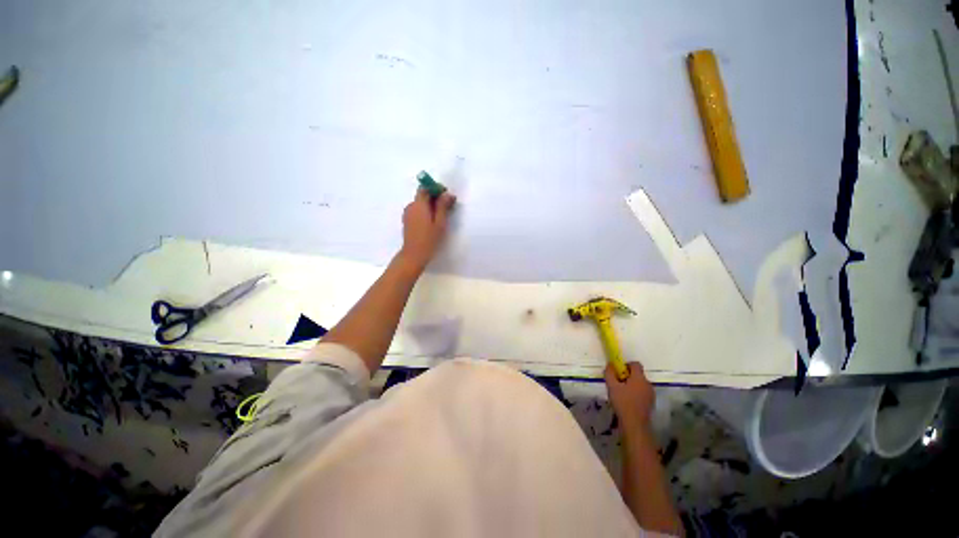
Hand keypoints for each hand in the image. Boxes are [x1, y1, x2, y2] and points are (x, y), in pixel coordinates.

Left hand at [399, 188, 455, 271]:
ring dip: (430, 205)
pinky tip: (432, 221)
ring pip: (420, 203)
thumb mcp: (440, 222)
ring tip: (441, 215)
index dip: (436, 188)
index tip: (446, 195)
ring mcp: (407, 213)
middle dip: (435, 197)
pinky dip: (425, 211)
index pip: (425, 188)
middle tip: (447, 206)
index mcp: (419, 204)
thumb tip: (447, 194)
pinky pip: (417, 210)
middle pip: (422, 195)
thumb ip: (443, 206)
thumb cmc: (429, 239)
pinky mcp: (407, 220)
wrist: (414, 254)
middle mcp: (411, 206)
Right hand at [605, 362, 654, 430]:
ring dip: (631, 385)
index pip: (636, 364)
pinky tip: (627, 401)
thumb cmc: (623, 402)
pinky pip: (642, 392)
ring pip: (640, 384)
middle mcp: (647, 384)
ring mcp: (651, 394)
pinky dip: (635, 393)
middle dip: (627, 376)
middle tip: (617, 382)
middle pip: (638, 374)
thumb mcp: (612, 386)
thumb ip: (610, 373)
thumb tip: (610, 364)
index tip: (618, 371)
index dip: (626, 365)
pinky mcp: (651, 402)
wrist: (634, 424)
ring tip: (621, 393)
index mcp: (639, 378)